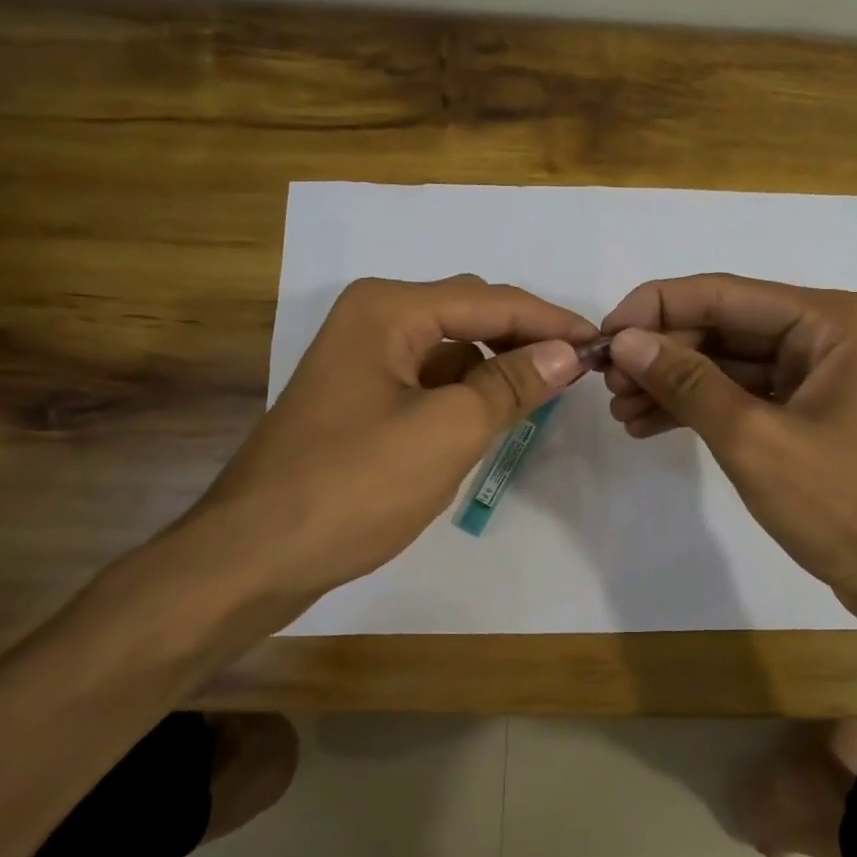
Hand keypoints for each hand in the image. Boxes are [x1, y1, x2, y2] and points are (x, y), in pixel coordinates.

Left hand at [186, 275, 595, 601]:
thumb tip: (567, 353)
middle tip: (577, 368)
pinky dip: (464, 393)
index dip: (550, 320)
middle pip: (468, 315)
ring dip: (495, 367)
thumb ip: (511, 385)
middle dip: (523, 338)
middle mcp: (372, 320)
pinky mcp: (359, 400)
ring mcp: (361, 361)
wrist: (255, 555)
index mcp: (388, 310)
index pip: (489, 301)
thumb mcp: (447, 431)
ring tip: (541, 394)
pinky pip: (428, 381)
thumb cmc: (354, 486)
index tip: (601, 342)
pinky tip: (490, 418)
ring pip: (449, 350)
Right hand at [600, 273, 856, 623]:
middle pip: (725, 325)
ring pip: (728, 362)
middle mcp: (828, 334)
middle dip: (663, 353)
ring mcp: (819, 374)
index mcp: (833, 321)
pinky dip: (699, 409)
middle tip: (606, 384)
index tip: (602, 337)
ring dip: (673, 383)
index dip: (656, 309)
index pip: (725, 293)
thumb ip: (687, 383)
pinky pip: (742, 395)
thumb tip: (624, 341)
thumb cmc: (846, 507)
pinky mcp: (808, 412)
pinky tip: (649, 425)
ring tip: (619, 411)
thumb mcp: (755, 440)